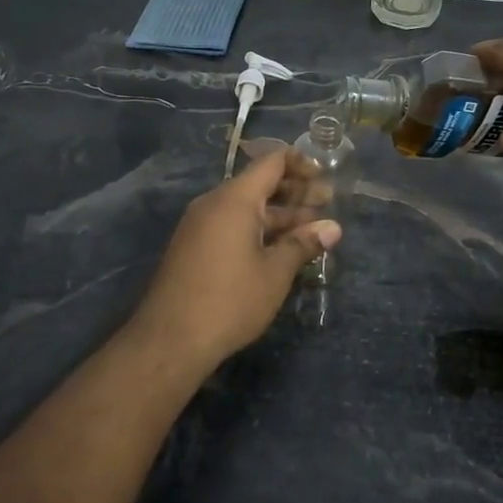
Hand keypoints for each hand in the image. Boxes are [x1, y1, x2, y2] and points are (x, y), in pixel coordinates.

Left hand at [126, 150, 341, 368]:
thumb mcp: (275, 272)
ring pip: (246, 208)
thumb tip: (333, 228)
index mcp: (234, 199)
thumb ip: (303, 244)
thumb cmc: (230, 300)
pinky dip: (258, 230)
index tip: (325, 178)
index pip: (271, 162)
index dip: (301, 164)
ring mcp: (200, 226)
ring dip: (279, 216)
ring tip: (312, 230)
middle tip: (328, 204)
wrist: (170, 340)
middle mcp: (214, 203)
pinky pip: (231, 225)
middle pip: (259, 184)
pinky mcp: (193, 247)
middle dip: (295, 193)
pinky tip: (280, 249)